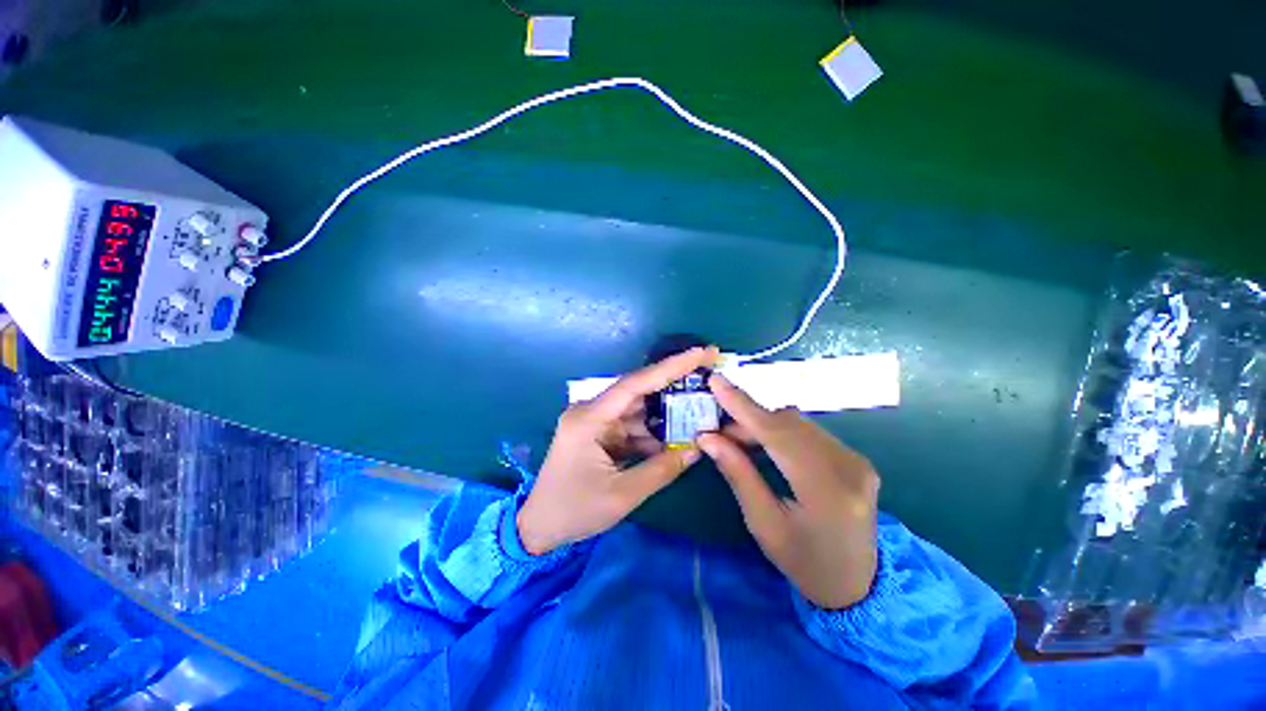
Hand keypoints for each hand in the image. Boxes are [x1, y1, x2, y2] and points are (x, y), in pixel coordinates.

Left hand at [517, 347, 720, 555]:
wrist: (538, 527)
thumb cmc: (574, 511)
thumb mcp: (622, 495)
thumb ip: (662, 469)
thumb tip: (697, 449)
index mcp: (589, 418)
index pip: (635, 383)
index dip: (670, 367)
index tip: (700, 353)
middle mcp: (591, 411)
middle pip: (638, 391)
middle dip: (673, 384)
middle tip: (707, 375)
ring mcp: (594, 421)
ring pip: (638, 409)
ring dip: (665, 413)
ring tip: (698, 409)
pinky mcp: (598, 433)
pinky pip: (631, 425)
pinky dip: (652, 431)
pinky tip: (675, 436)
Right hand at [697, 374, 879, 608]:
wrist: (859, 586)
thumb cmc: (805, 563)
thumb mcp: (764, 524)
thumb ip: (738, 474)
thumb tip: (707, 438)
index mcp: (826, 489)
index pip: (778, 433)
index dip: (743, 406)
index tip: (716, 382)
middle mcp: (848, 465)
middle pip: (788, 422)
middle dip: (748, 419)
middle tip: (718, 432)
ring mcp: (856, 459)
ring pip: (797, 422)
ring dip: (763, 424)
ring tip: (737, 440)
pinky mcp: (853, 458)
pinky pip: (808, 431)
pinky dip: (780, 431)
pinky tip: (764, 444)